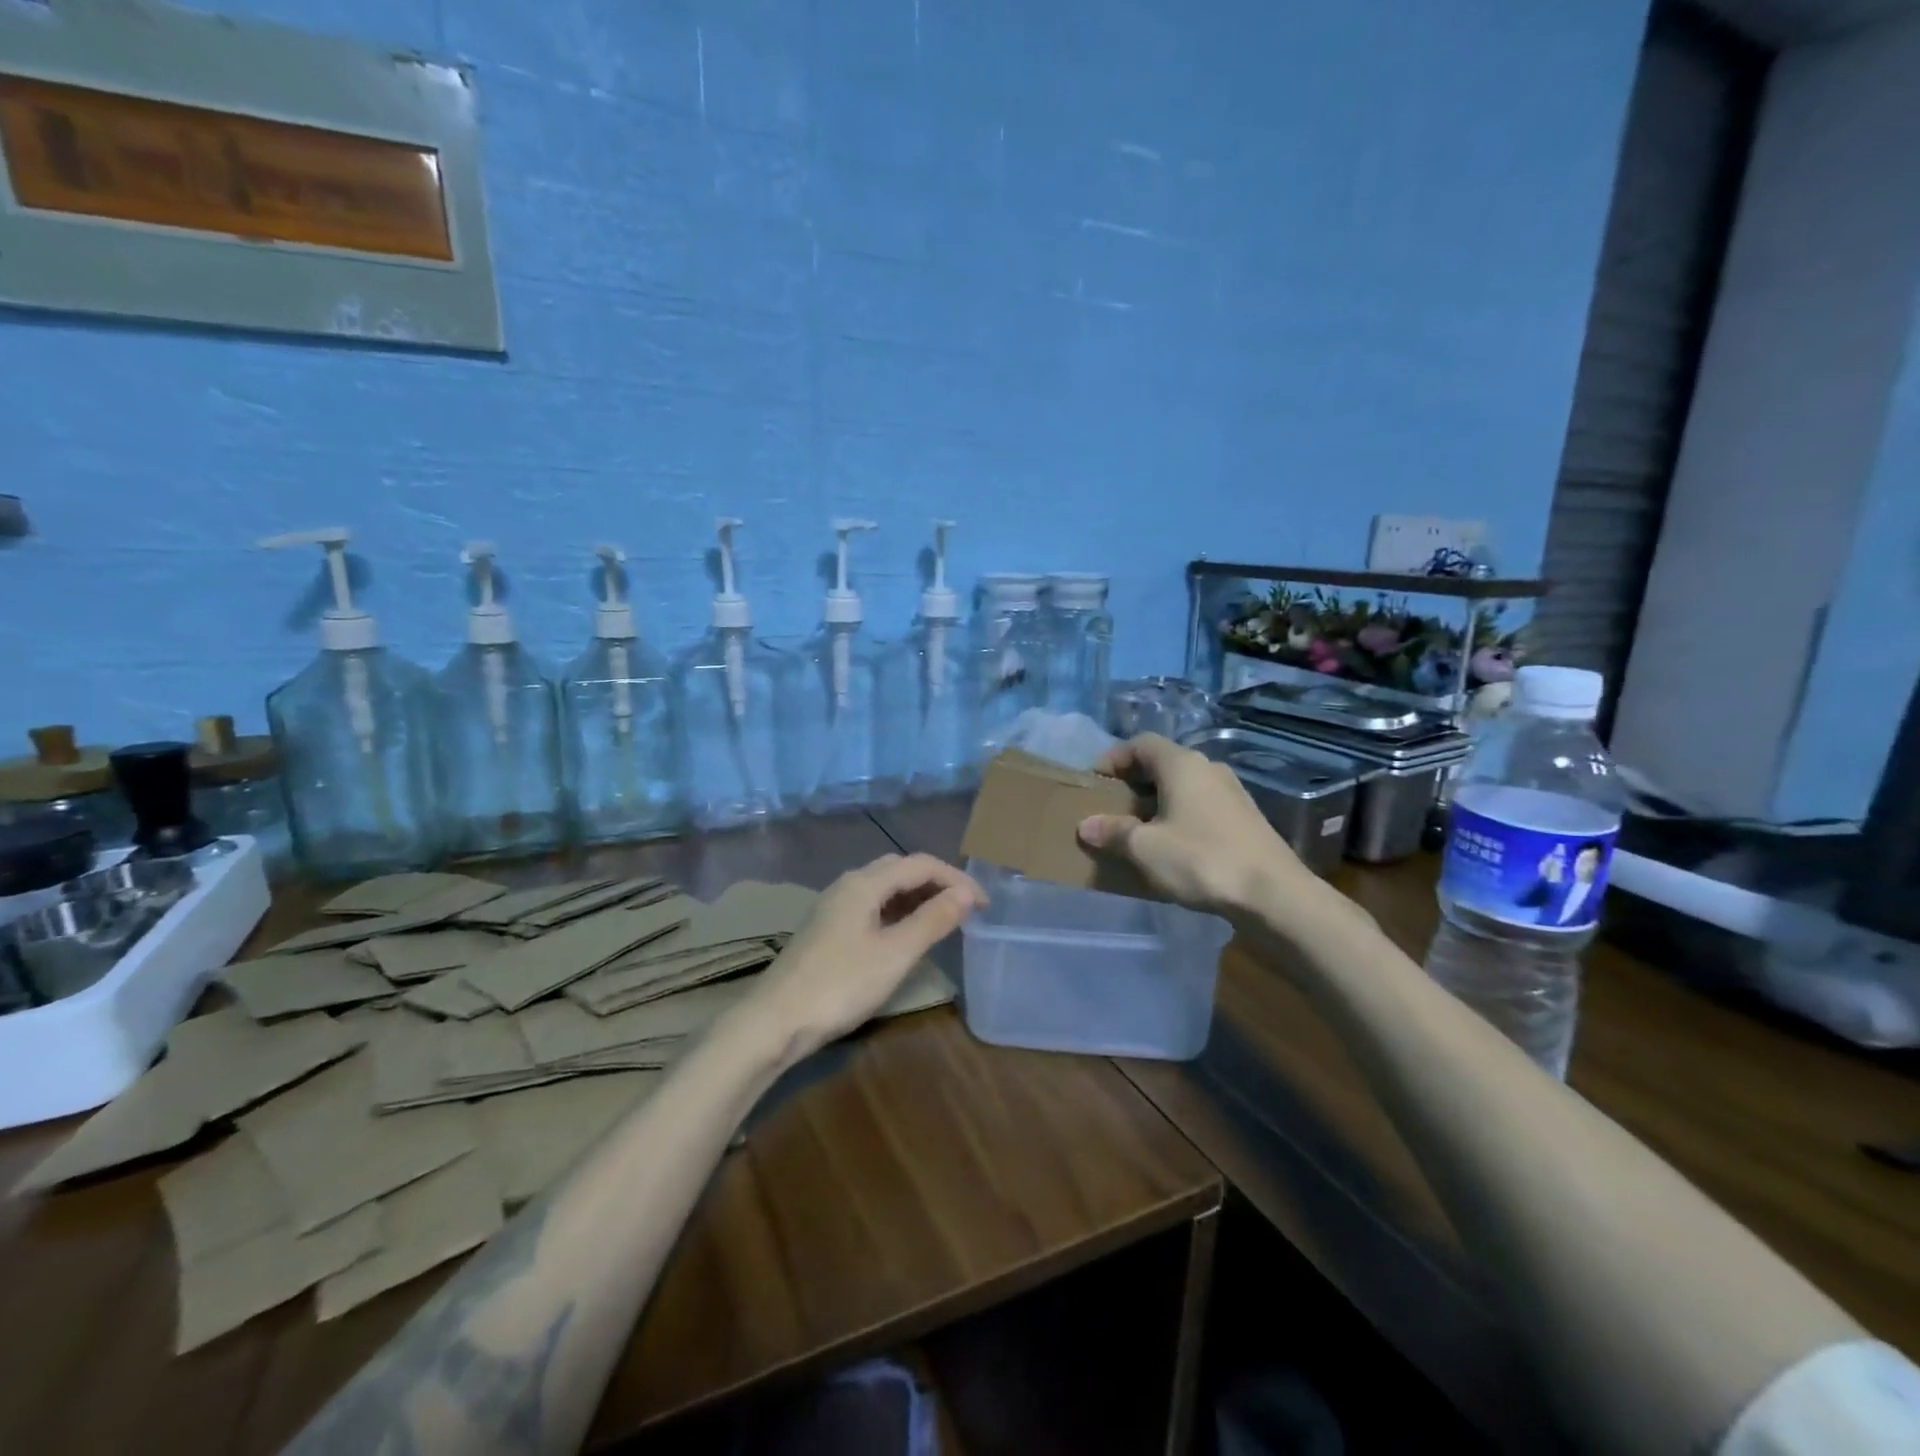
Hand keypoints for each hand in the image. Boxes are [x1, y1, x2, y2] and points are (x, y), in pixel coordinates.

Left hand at [743, 854, 986, 1058]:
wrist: (774, 1021)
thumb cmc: (841, 985)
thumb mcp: (896, 954)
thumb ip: (933, 920)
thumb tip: (965, 894)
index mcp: (865, 883)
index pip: (920, 864)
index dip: (956, 878)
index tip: (984, 904)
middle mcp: (848, 885)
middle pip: (900, 869)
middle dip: (936, 882)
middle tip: (965, 908)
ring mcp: (833, 907)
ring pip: (884, 888)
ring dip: (917, 897)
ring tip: (943, 920)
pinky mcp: (827, 929)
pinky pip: (871, 906)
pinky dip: (897, 912)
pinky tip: (905, 936)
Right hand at [1077, 734, 1324, 919]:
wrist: (1273, 893)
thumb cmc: (1201, 859)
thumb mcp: (1146, 848)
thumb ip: (1113, 832)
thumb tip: (1086, 825)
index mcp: (1182, 764)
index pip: (1140, 743)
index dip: (1114, 758)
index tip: (1094, 782)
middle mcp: (1208, 768)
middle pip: (1162, 763)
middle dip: (1133, 783)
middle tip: (1111, 808)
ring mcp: (1231, 792)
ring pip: (1183, 786)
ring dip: (1156, 802)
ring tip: (1138, 831)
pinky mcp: (1244, 817)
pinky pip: (1200, 805)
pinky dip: (1179, 816)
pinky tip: (1172, 846)